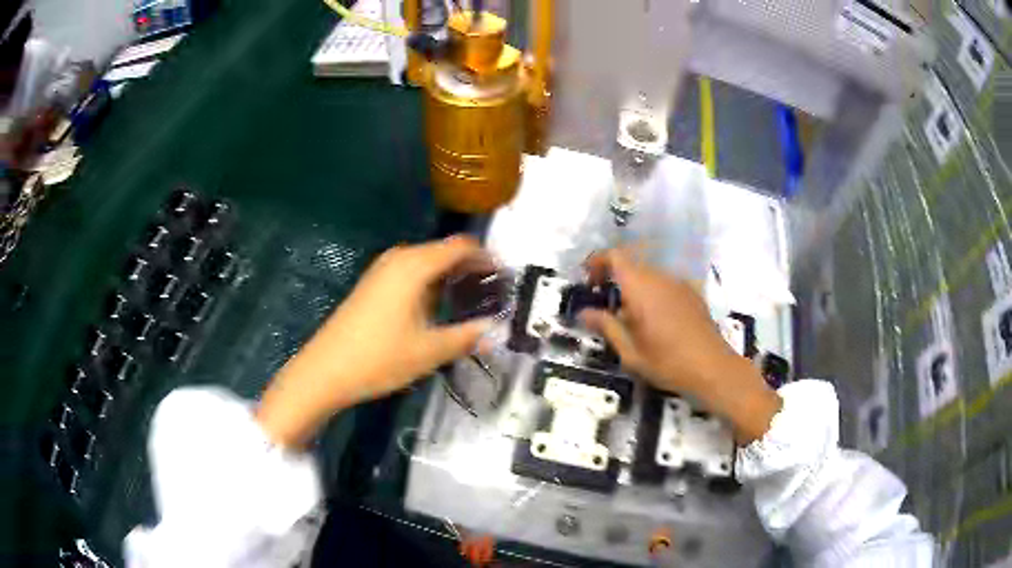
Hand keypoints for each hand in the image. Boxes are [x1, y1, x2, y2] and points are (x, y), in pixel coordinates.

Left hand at [256, 237, 492, 446]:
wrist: (325, 370)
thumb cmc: (379, 358)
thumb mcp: (430, 351)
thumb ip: (467, 337)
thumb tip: (496, 331)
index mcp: (415, 265)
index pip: (461, 246)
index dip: (487, 258)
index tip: (505, 278)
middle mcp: (398, 258)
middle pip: (443, 251)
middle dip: (469, 268)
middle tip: (491, 294)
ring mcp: (381, 270)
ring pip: (425, 262)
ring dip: (449, 277)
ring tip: (469, 302)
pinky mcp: (371, 285)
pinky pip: (409, 273)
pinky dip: (429, 283)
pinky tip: (435, 309)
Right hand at [580, 249, 780, 442]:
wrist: (712, 368)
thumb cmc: (667, 362)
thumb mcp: (629, 351)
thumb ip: (606, 326)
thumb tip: (584, 312)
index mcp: (641, 287)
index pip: (614, 256)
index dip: (597, 262)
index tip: (588, 282)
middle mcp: (660, 277)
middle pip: (631, 265)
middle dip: (614, 279)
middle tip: (604, 306)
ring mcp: (679, 284)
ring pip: (649, 275)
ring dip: (634, 288)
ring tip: (629, 318)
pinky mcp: (692, 293)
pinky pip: (664, 284)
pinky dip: (652, 294)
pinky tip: (654, 321)